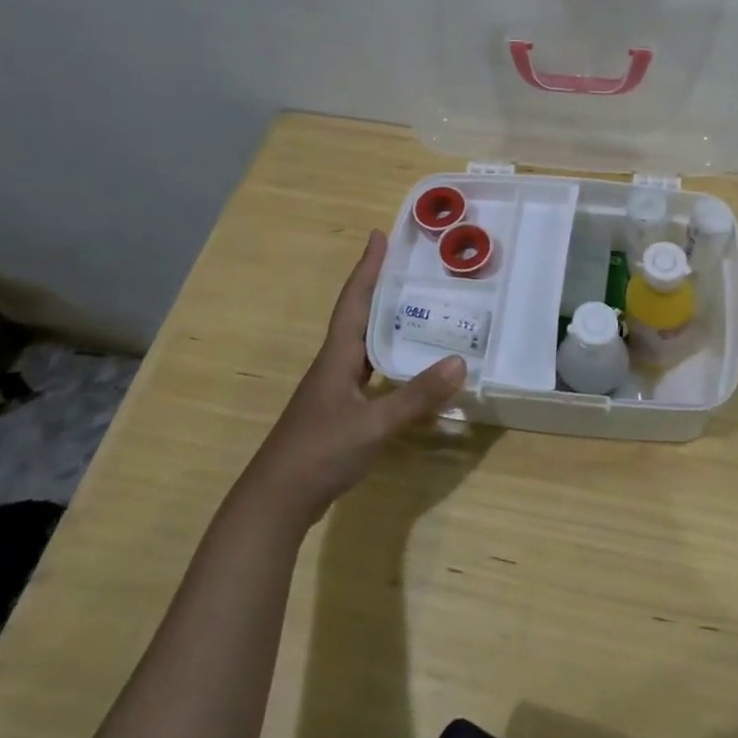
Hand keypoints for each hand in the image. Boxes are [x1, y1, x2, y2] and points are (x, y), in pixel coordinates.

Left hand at [243, 231, 467, 527]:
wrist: (277, 501)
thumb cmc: (320, 452)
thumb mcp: (375, 424)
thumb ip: (417, 396)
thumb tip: (460, 362)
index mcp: (338, 357)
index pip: (354, 301)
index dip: (367, 268)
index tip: (379, 235)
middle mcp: (334, 365)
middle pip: (358, 316)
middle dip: (380, 288)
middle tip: (409, 267)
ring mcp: (334, 389)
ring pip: (364, 344)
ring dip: (385, 322)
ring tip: (416, 308)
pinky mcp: (339, 411)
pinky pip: (368, 371)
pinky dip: (388, 359)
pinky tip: (407, 367)